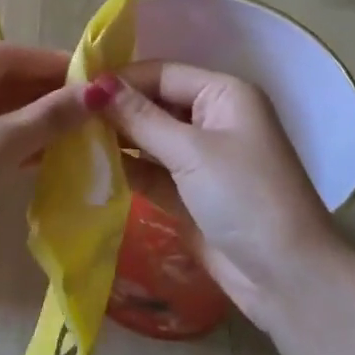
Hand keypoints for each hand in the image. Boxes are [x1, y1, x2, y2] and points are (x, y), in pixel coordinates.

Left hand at [0, 44, 90, 281]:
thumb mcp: (0, 147)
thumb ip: (50, 116)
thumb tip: (101, 90)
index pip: (8, 56)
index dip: (53, 64)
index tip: (96, 73)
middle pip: (0, 79)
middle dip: (45, 92)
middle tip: (94, 103)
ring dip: (33, 117)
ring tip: (81, 125)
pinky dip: (14, 138)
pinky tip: (50, 150)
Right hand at [92, 61, 345, 329]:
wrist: (289, 280)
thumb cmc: (245, 197)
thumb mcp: (190, 152)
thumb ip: (139, 118)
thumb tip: (94, 85)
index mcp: (224, 95)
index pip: (161, 74)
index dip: (120, 80)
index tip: (74, 88)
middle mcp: (213, 118)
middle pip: (154, 103)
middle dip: (115, 110)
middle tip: (65, 115)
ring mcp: (202, 158)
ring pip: (149, 138)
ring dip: (116, 140)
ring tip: (68, 139)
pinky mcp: (190, 192)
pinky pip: (151, 170)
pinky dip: (125, 168)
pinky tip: (89, 167)